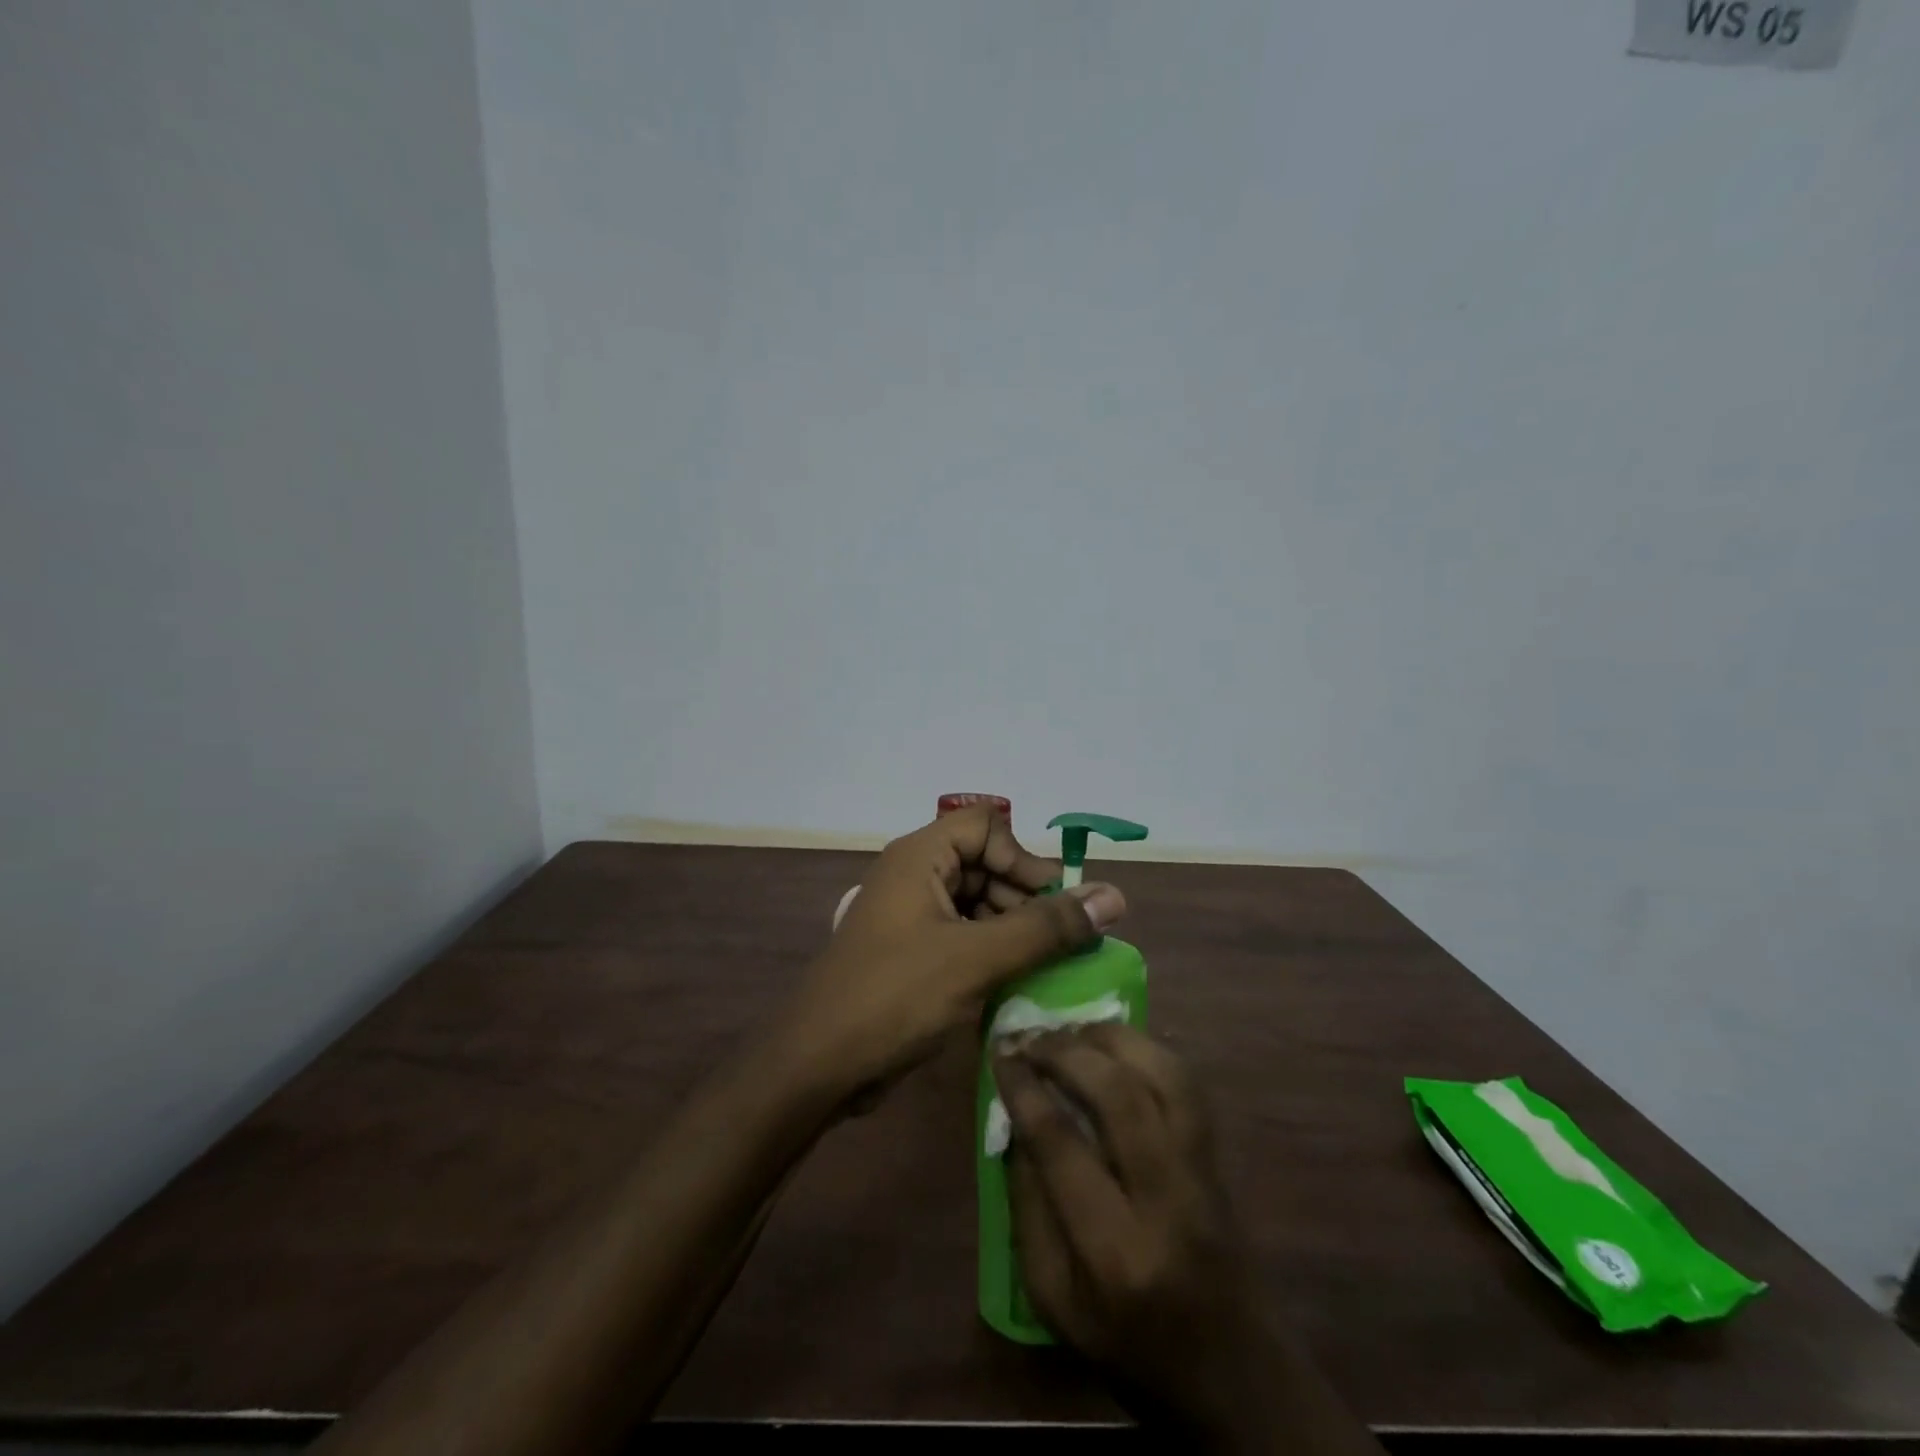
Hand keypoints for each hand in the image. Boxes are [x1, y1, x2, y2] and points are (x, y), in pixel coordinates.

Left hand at [782, 804, 1126, 1099]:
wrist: (817, 1065)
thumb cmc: (895, 996)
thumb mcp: (977, 958)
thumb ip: (1046, 927)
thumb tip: (1115, 896)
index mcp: (920, 857)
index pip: (987, 827)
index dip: (1024, 859)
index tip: (1055, 905)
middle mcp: (915, 876)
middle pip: (985, 864)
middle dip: (1025, 899)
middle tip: (1060, 943)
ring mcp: (911, 917)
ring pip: (977, 904)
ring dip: (1014, 930)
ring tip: (1045, 969)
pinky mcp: (911, 954)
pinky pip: (963, 937)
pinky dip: (992, 953)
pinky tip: (1016, 986)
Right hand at [997, 1025, 1377, 1451]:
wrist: (1233, 1374)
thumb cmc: (1130, 1347)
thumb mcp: (1054, 1301)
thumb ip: (1029, 1209)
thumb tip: (1016, 1125)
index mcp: (1114, 1251)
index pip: (1061, 1144)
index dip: (1025, 1089)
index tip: (1000, 1056)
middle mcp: (1165, 1200)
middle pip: (1118, 1096)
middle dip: (1065, 1052)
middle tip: (1029, 1036)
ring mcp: (1201, 1172)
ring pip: (1162, 1076)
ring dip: (1110, 1039)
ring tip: (1070, 1027)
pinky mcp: (1219, 1157)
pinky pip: (1186, 1084)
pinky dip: (1147, 1050)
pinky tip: (1115, 1044)